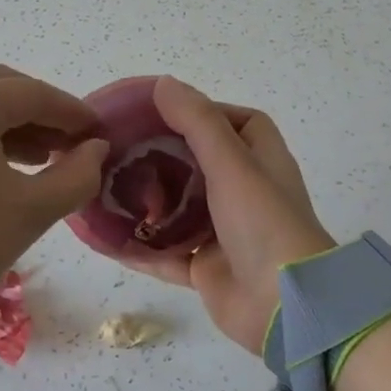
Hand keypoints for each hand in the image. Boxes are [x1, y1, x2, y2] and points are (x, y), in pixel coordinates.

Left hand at [0, 66, 108, 336]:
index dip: (73, 112)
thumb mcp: (30, 210)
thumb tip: (96, 149)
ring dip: (18, 125)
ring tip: (51, 157)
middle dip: (44, 114)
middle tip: (76, 144)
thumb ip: (76, 174)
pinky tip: (14, 165)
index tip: (103, 133)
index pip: (33, 94)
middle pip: (3, 90)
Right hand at [121, 77, 335, 352]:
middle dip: (164, 154)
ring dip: (150, 200)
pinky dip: (141, 246)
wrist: (285, 307)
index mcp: (261, 162)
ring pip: (180, 209)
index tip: (163, 109)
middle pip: (200, 164)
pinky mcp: (208, 269)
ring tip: (106, 183)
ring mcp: (226, 233)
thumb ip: (197, 122)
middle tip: (121, 144)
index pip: (236, 123)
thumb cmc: (263, 223)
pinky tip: (106, 237)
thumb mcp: (231, 163)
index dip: (205, 112)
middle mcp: (245, 193)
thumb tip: (163, 83)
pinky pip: (167, 253)